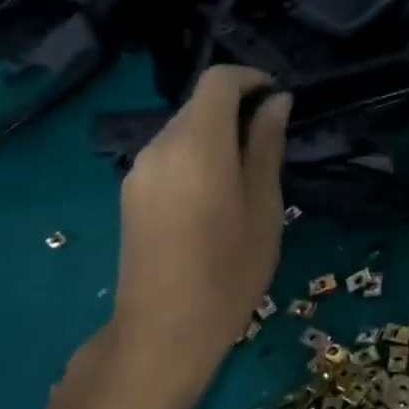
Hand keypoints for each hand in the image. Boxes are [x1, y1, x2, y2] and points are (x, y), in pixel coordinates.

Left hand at [88, 67, 290, 408]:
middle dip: (235, 109)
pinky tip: (213, 196)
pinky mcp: (130, 193)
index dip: (250, 78)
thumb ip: (266, 146)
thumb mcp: (264, 206)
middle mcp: (159, 145)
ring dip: (215, 135)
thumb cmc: (229, 269)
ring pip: (182, 130)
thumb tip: (276, 102)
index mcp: (196, 143)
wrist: (163, 331)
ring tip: (246, 174)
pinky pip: (167, 156)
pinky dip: (195, 156)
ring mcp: (138, 170)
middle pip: (198, 104)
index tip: (278, 99)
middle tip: (271, 142)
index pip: (217, 81)